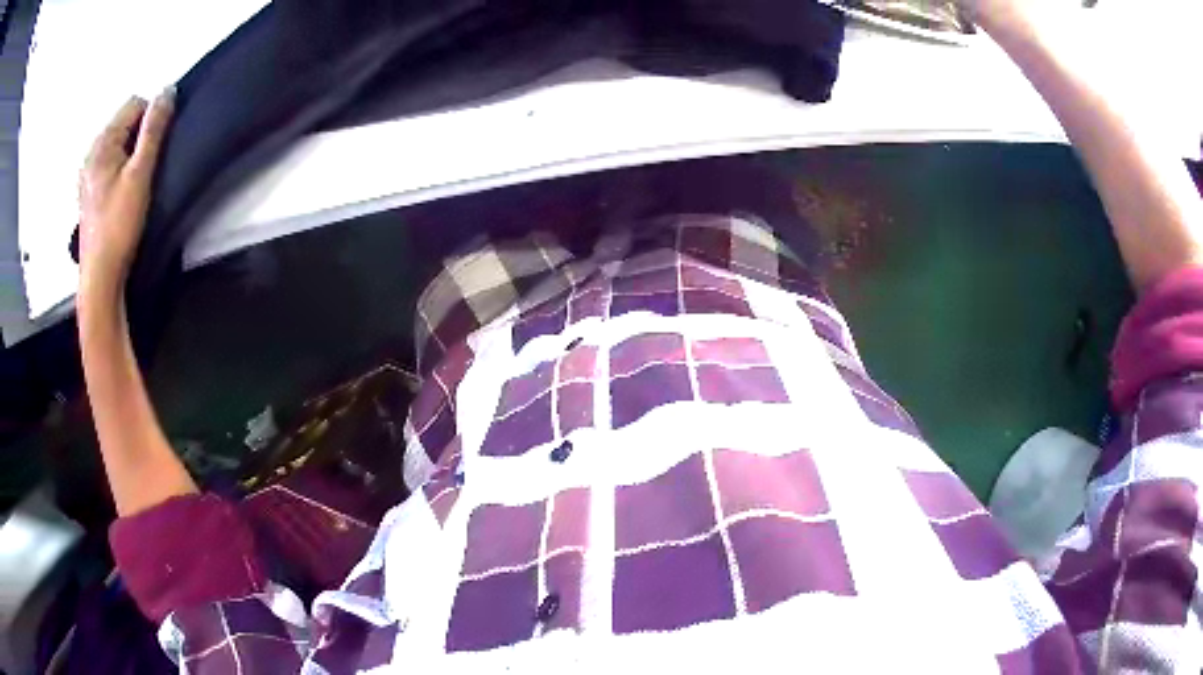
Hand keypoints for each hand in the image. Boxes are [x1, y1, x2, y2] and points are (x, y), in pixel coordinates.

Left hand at [77, 90, 172, 295]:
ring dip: (130, 155)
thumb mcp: (140, 173)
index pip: (134, 104)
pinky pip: (109, 164)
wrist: (100, 279)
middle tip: (143, 171)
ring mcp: (87, 174)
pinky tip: (122, 196)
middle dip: (138, 137)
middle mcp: (91, 153)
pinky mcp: (88, 192)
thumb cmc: (118, 226)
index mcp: (101, 143)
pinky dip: (120, 170)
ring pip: (118, 145)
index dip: (150, 120)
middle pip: (124, 123)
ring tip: (133, 186)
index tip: (153, 151)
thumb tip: (167, 91)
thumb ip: (154, 129)